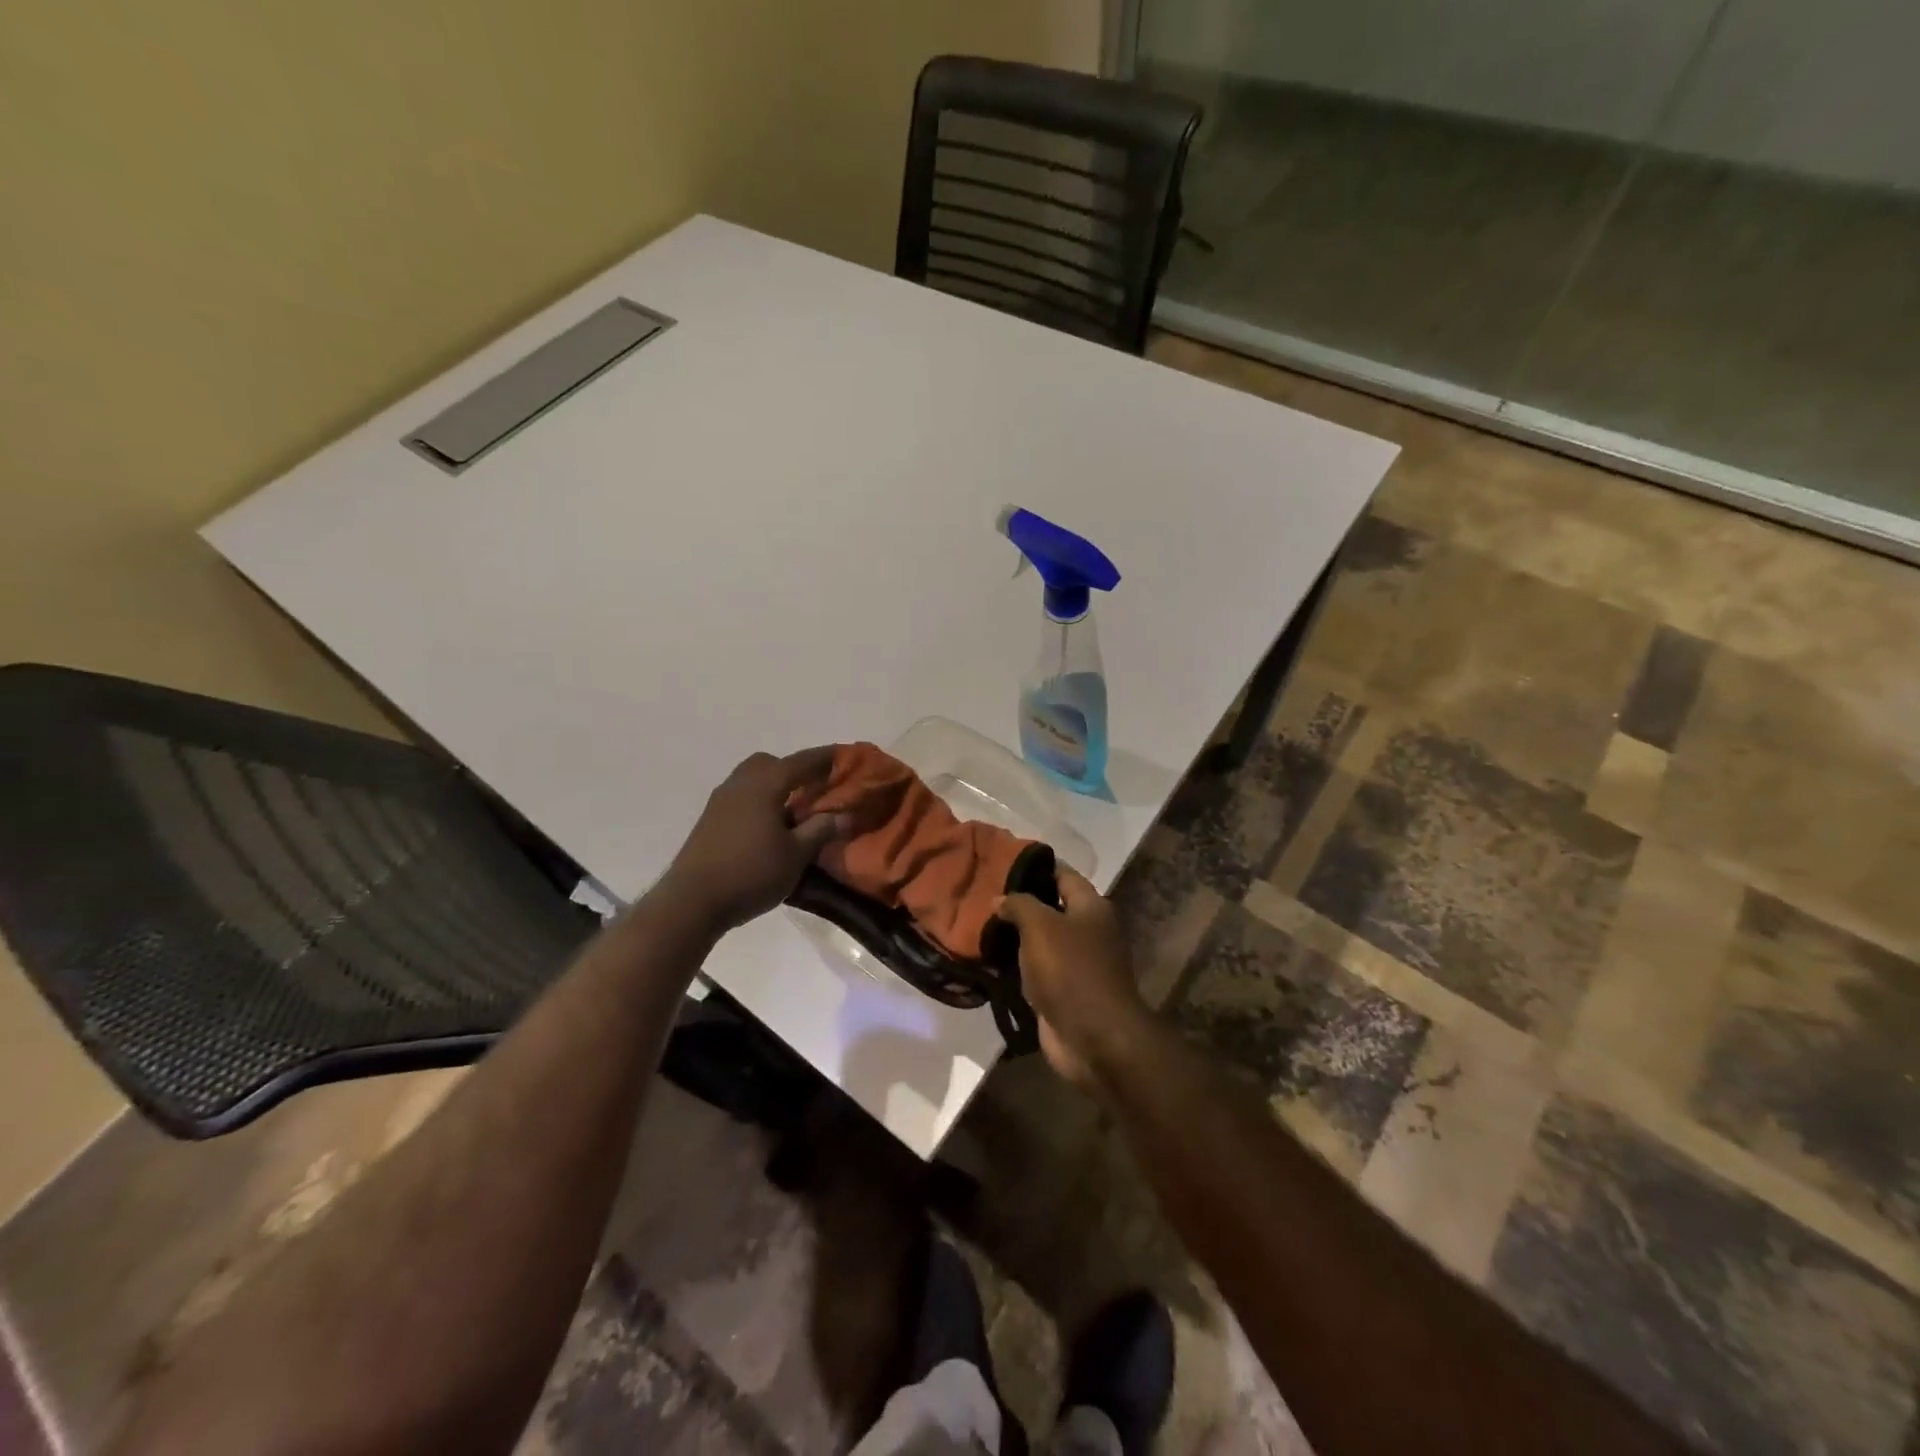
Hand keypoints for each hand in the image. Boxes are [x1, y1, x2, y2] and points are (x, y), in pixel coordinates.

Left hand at [663, 748, 850, 930]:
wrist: (691, 902)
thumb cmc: (751, 873)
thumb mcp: (796, 855)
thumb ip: (821, 830)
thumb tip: (844, 815)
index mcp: (765, 784)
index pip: (802, 762)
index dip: (826, 758)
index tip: (845, 755)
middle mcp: (741, 783)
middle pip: (771, 763)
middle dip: (794, 770)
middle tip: (815, 787)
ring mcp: (720, 800)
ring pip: (752, 779)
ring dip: (774, 785)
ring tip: (794, 808)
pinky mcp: (709, 819)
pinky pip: (741, 796)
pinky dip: (759, 800)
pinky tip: (768, 826)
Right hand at [994, 868, 1149, 1088]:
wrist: (1094, 1038)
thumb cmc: (1071, 971)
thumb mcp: (1040, 926)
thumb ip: (1019, 905)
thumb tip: (1000, 899)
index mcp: (1091, 907)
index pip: (1062, 874)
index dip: (1035, 866)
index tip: (1001, 862)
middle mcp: (1088, 931)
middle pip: (1051, 908)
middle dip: (1019, 903)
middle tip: (982, 896)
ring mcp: (1077, 964)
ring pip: (1040, 941)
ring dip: (1014, 937)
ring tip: (978, 926)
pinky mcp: (1063, 992)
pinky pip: (1036, 971)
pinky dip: (1016, 967)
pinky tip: (988, 960)